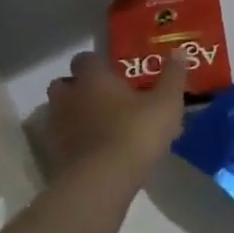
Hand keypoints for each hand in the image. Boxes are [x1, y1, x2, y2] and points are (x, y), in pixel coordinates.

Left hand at [44, 50, 186, 177]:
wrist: (102, 181)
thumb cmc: (135, 132)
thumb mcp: (166, 104)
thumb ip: (172, 76)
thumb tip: (179, 51)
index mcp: (93, 78)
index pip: (85, 58)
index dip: (98, 63)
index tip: (114, 73)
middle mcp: (69, 97)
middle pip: (64, 84)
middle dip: (79, 88)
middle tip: (104, 99)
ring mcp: (57, 127)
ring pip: (60, 113)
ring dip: (75, 116)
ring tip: (101, 128)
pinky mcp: (54, 155)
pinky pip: (62, 141)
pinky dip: (74, 142)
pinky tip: (95, 153)